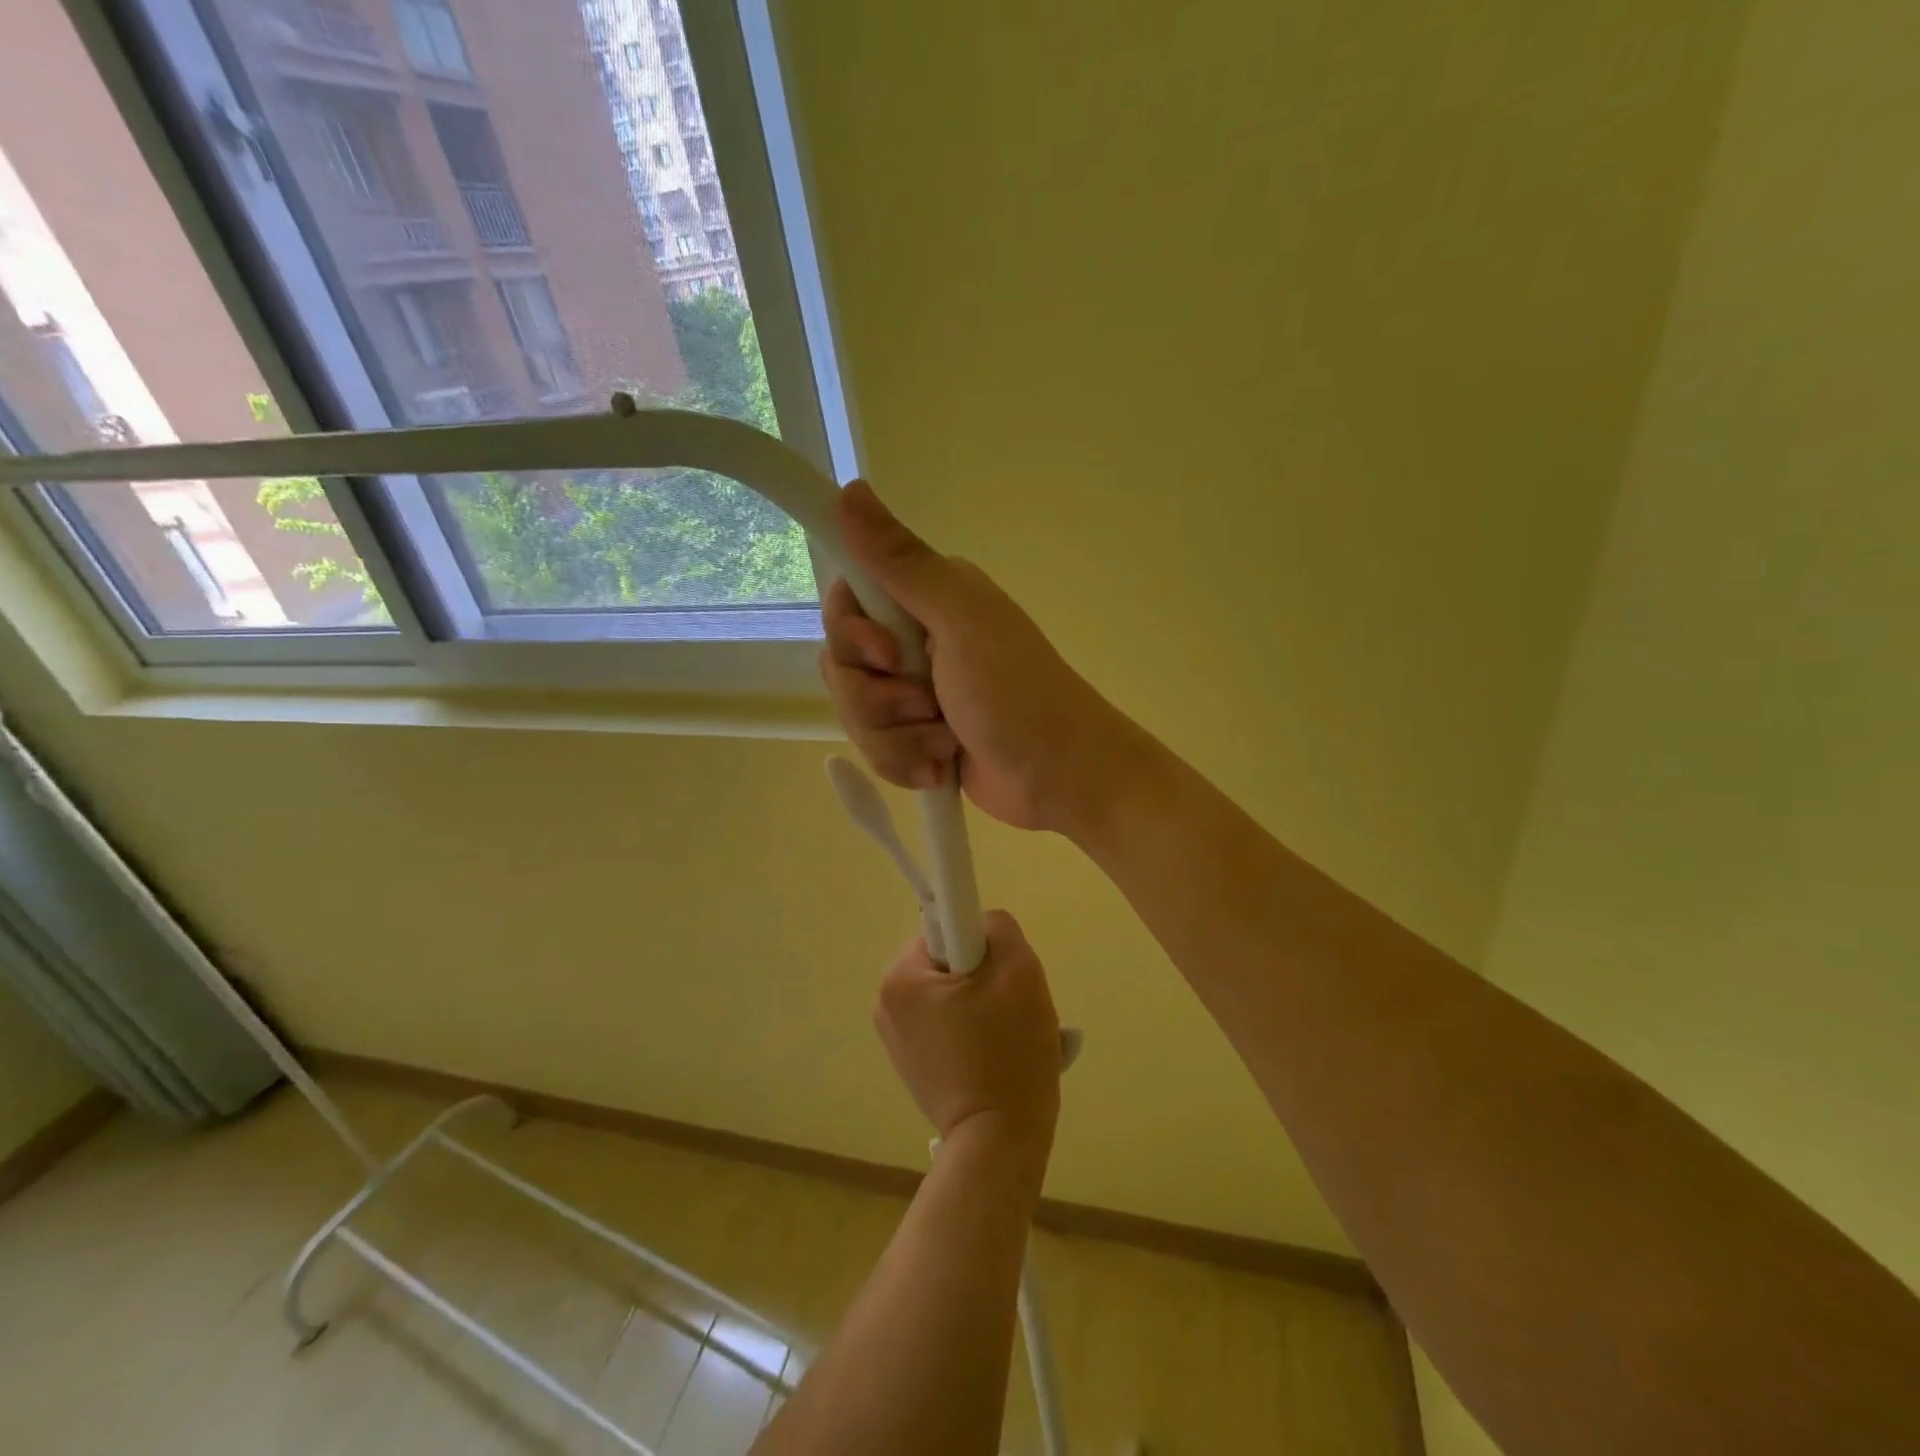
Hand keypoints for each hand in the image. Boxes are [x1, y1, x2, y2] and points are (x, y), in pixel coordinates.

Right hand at [820, 482, 1146, 834]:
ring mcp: (917, 694)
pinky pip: (877, 751)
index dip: (853, 636)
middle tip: (929, 705)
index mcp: (927, 598)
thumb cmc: (1017, 693)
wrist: (1061, 775)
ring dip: (899, 738)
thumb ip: (902, 563)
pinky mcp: (919, 739)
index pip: (846, 602)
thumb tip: (850, 488)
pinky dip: (908, 763)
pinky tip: (942, 767)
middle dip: (878, 699)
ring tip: (946, 744)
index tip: (887, 656)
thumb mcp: (960, 620)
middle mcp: (917, 640)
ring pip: (856, 714)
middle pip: (843, 665)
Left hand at [874, 911, 1061, 1160]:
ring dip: (984, 1005)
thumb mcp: (1019, 970)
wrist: (999, 1142)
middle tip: (1012, 1010)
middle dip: (985, 978)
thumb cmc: (1009, 1051)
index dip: (983, 947)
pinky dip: (973, 1031)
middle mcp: (886, 1002)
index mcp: (900, 976)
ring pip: (953, 994)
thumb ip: (998, 926)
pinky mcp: (911, 1064)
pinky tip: (995, 1057)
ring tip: (1008, 1038)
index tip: (1002, 980)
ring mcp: (896, 1038)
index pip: (948, 929)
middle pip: (951, 962)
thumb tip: (981, 924)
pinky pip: (947, 1025)